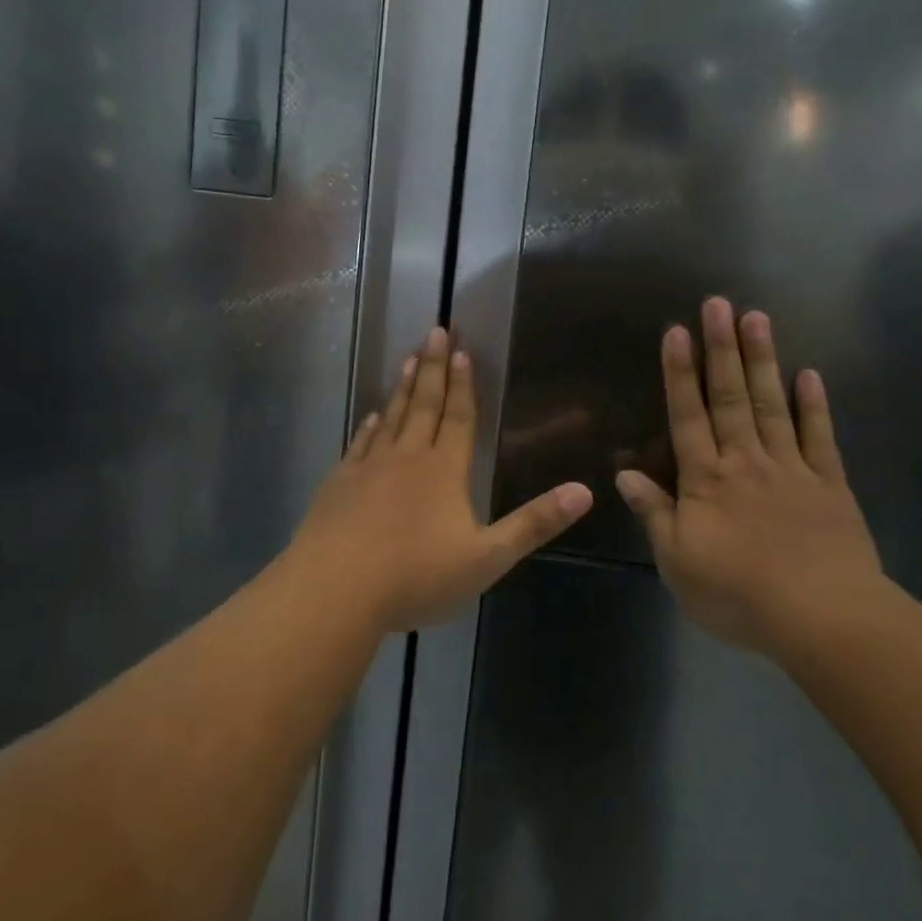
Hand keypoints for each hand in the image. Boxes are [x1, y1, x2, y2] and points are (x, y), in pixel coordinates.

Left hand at [289, 328, 592, 633]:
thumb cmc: (416, 575)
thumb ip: (534, 524)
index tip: (461, 350)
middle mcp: (407, 458)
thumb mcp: (487, 558)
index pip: (458, 418)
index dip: (463, 385)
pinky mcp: (339, 483)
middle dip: (432, 368)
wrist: (336, 589)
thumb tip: (585, 491)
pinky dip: (369, 425)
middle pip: (423, 404)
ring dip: (402, 387)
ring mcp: (369, 468)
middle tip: (434, 332)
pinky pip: (360, 443)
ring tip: (408, 360)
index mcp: (444, 471)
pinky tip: (372, 416)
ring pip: (391, 417)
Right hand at [616, 298, 887, 655]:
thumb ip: (654, 514)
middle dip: (722, 348)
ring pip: (773, 405)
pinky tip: (809, 374)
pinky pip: (819, 437)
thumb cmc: (739, 595)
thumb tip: (625, 474)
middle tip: (719, 303)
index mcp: (706, 480)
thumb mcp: (678, 563)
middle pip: (731, 397)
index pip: (687, 416)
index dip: (679, 373)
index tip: (677, 331)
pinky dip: (814, 405)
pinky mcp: (829, 485)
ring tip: (758, 317)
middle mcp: (746, 461)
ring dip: (763, 360)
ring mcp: (791, 468)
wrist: (823, 619)